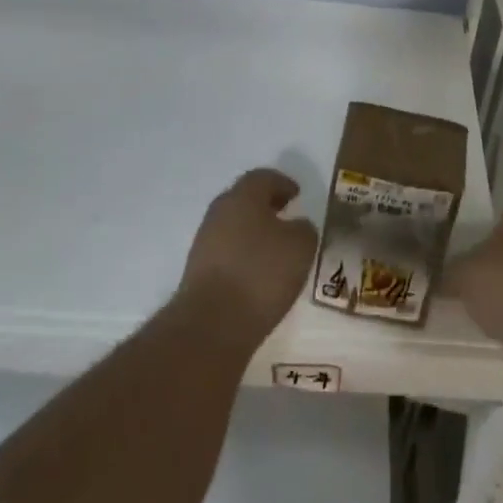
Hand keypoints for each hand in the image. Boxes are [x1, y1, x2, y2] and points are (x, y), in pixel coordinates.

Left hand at [179, 168, 319, 341]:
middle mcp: (220, 212)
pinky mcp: (198, 271)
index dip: (282, 183)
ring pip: (233, 226)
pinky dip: (243, 254)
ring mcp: (204, 242)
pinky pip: (226, 251)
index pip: (263, 177)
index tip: (297, 194)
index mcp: (243, 196)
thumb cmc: (261, 274)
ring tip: (274, 248)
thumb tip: (297, 227)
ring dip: (253, 231)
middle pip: (244, 199)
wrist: (211, 324)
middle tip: (285, 214)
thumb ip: (304, 229)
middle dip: (265, 205)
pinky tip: (257, 272)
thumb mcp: (300, 247)